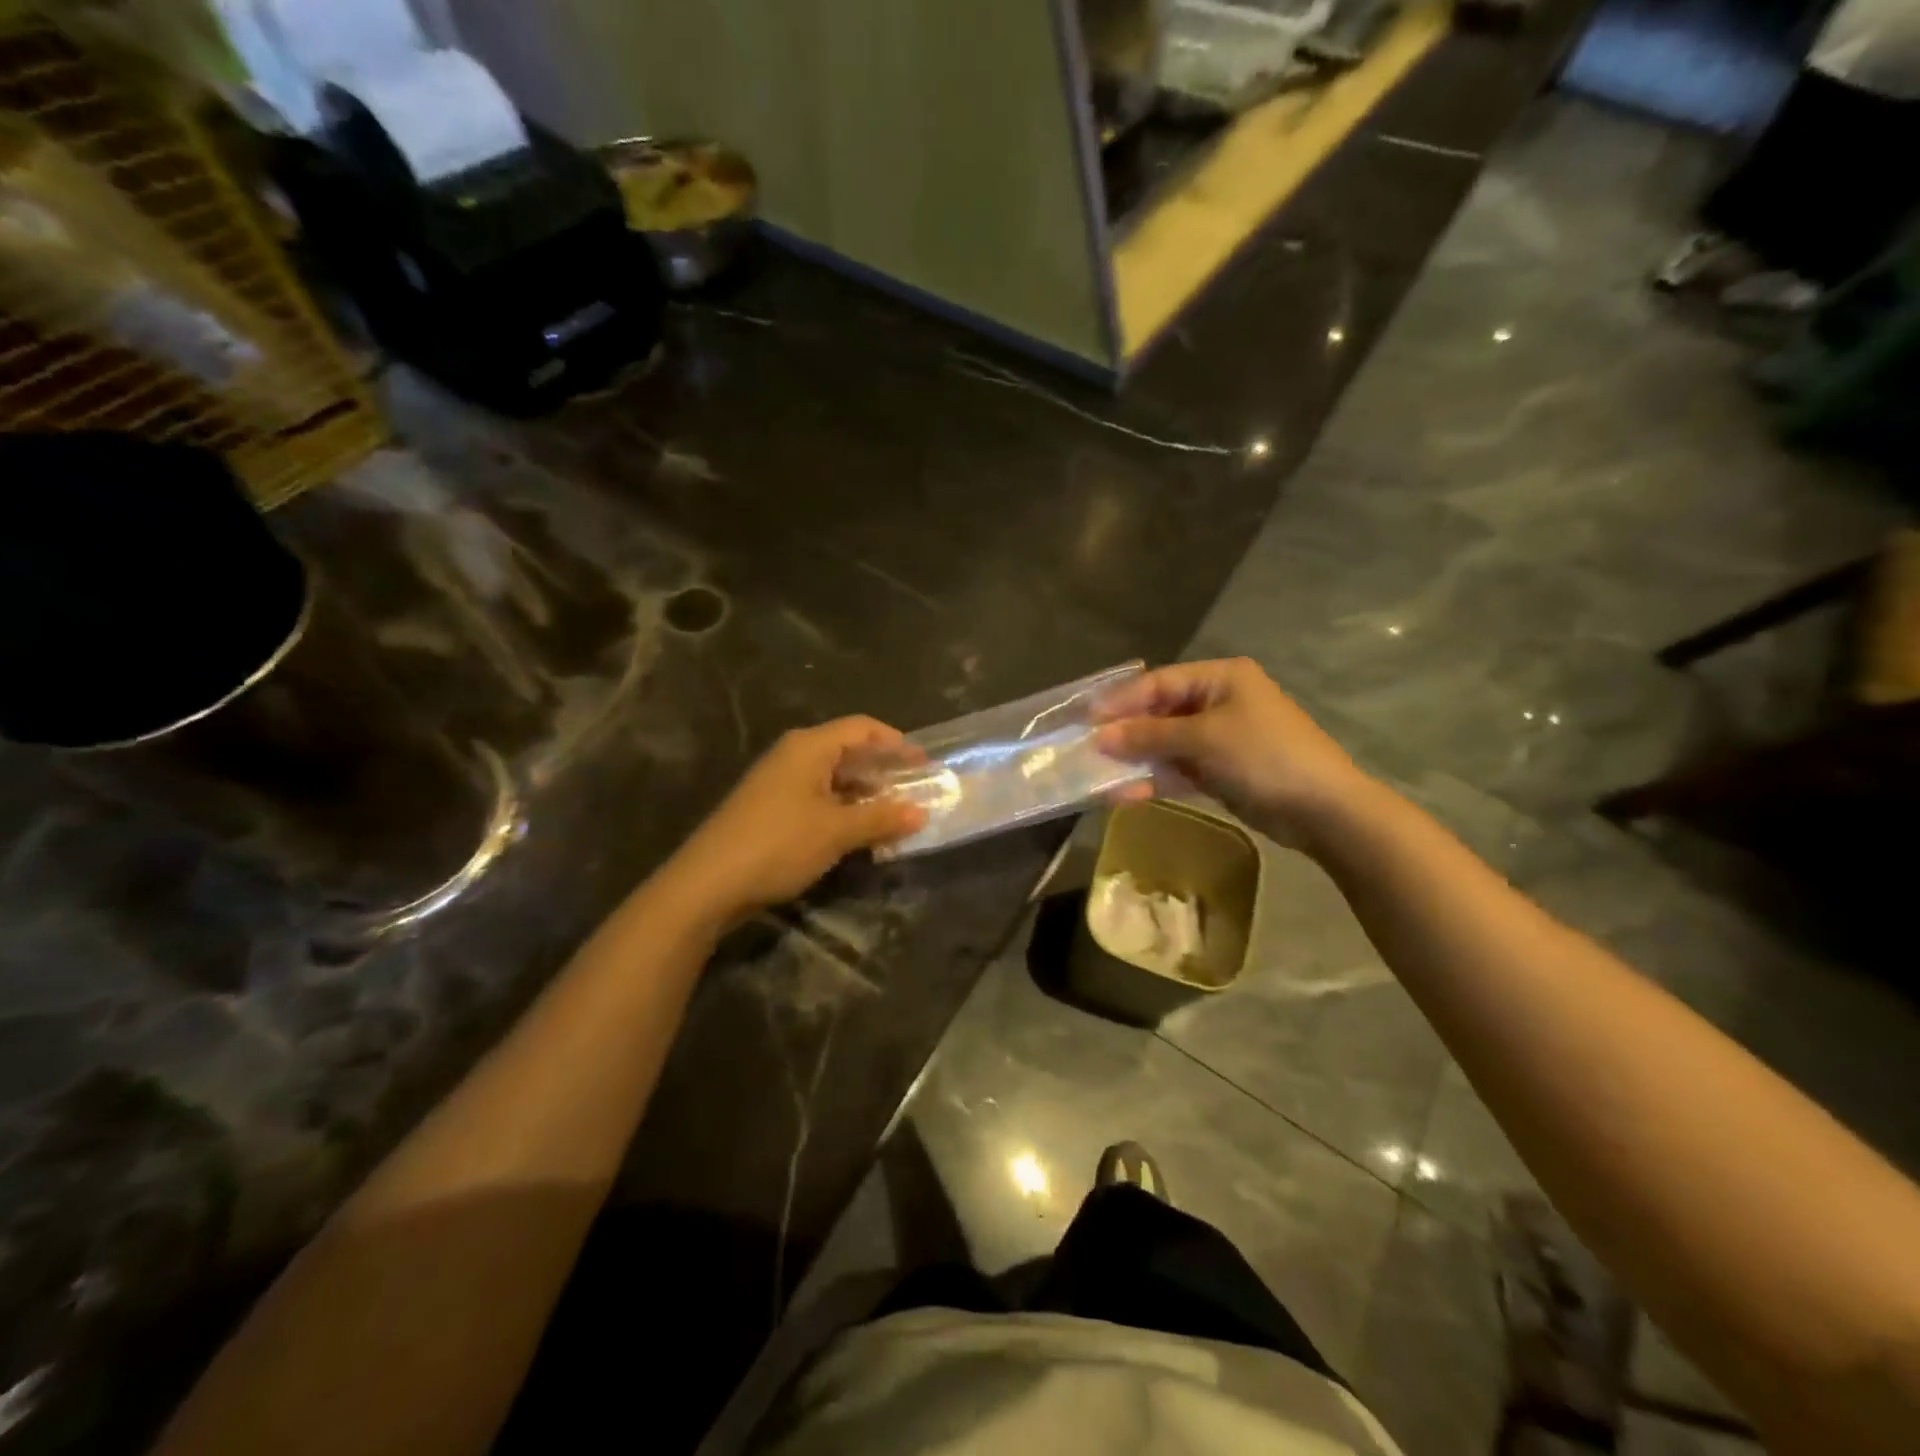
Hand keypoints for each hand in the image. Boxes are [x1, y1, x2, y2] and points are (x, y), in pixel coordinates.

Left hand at [671, 717, 928, 920]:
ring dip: (865, 796)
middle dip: (884, 772)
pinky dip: (843, 810)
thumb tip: (921, 812)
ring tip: (895, 817)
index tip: (924, 765)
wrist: (708, 883)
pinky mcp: (771, 809)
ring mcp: (780, 782)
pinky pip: (818, 799)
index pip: (863, 728)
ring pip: (834, 778)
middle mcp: (794, 755)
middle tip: (915, 794)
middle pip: (849, 751)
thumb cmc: (778, 843)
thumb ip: (881, 817)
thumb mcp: (837, 831)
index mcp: (809, 747)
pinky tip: (860, 834)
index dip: (896, 743)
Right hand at [1094, 659, 1373, 848]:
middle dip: (1126, 733)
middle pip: (1160, 713)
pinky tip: (1127, 794)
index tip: (1086, 720)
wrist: (1322, 809)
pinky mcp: (1221, 770)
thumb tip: (1100, 737)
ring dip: (1137, 760)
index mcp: (1221, 678)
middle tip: (1088, 750)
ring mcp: (1220, 738)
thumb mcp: (1203, 739)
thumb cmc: (1264, 756)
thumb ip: (1149, 735)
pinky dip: (1156, 779)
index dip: (1121, 701)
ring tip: (1101, 776)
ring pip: (1167, 744)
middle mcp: (1219, 701)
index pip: (1159, 682)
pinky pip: (1180, 769)